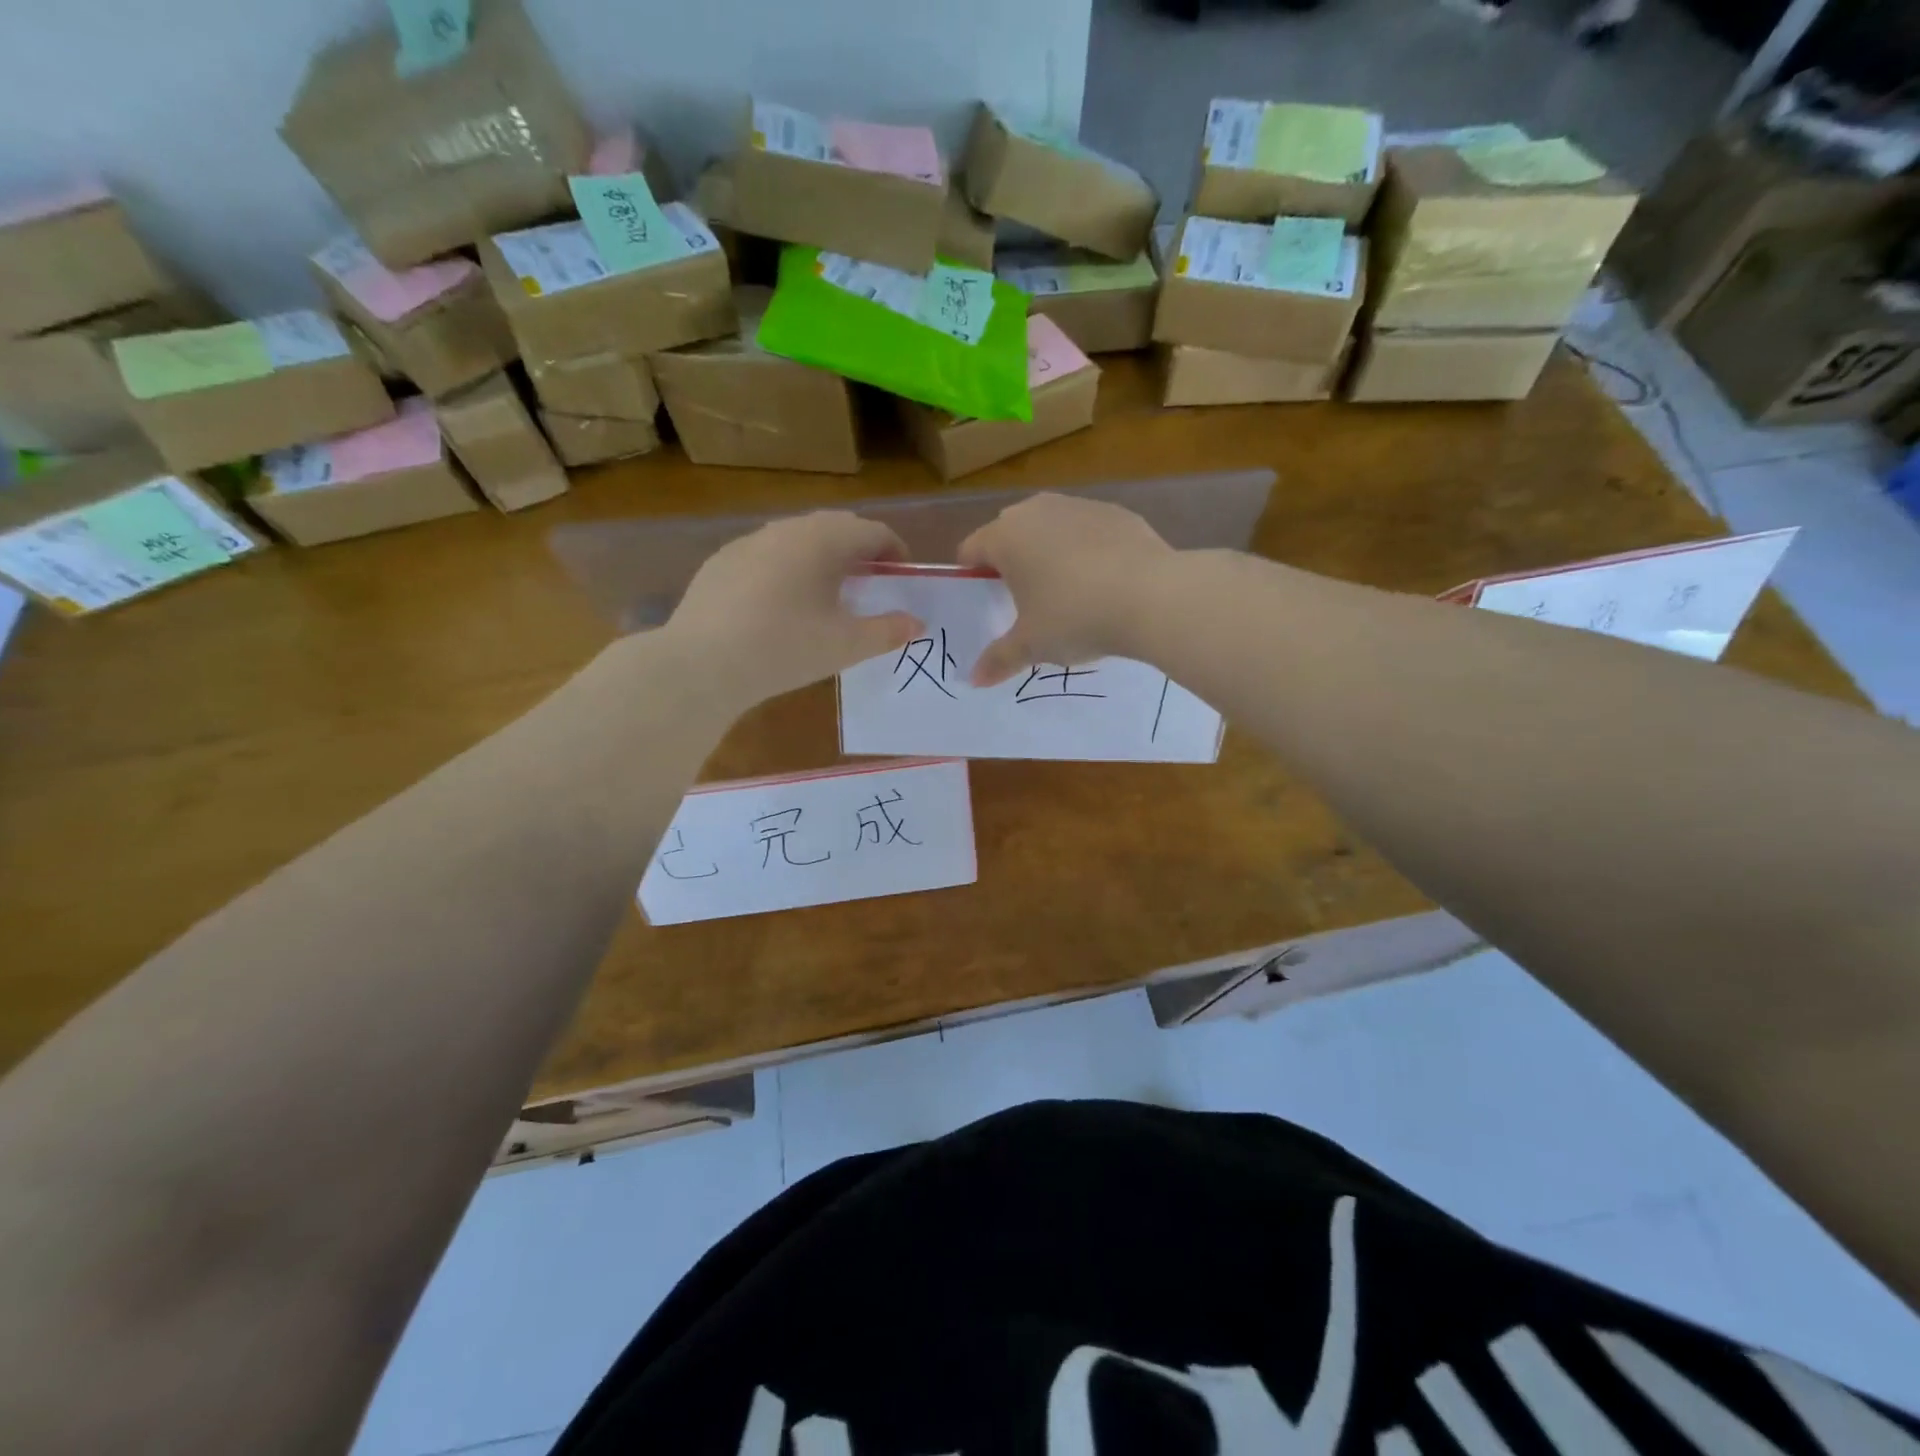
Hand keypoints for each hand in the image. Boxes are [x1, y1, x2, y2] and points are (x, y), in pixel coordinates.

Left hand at [664, 512, 922, 706]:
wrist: (701, 664)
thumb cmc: (785, 648)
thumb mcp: (845, 645)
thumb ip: (887, 631)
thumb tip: (916, 624)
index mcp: (823, 540)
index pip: (873, 531)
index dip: (895, 552)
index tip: (901, 577)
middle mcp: (787, 528)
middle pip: (835, 527)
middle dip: (859, 550)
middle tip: (869, 584)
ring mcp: (749, 541)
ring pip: (798, 538)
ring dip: (822, 557)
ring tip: (827, 593)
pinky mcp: (721, 561)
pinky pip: (767, 554)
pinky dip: (787, 568)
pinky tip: (780, 604)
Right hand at [958, 494, 1175, 686]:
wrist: (1152, 596)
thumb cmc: (1075, 618)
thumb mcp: (1032, 646)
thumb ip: (999, 659)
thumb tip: (974, 680)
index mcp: (1006, 537)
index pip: (971, 549)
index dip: (972, 576)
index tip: (985, 602)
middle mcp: (1037, 510)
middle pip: (1010, 532)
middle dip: (1012, 561)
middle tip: (1024, 600)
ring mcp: (1080, 506)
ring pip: (1051, 527)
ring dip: (1050, 552)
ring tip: (1067, 591)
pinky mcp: (1117, 513)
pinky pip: (1088, 531)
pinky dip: (1088, 550)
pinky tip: (1104, 582)